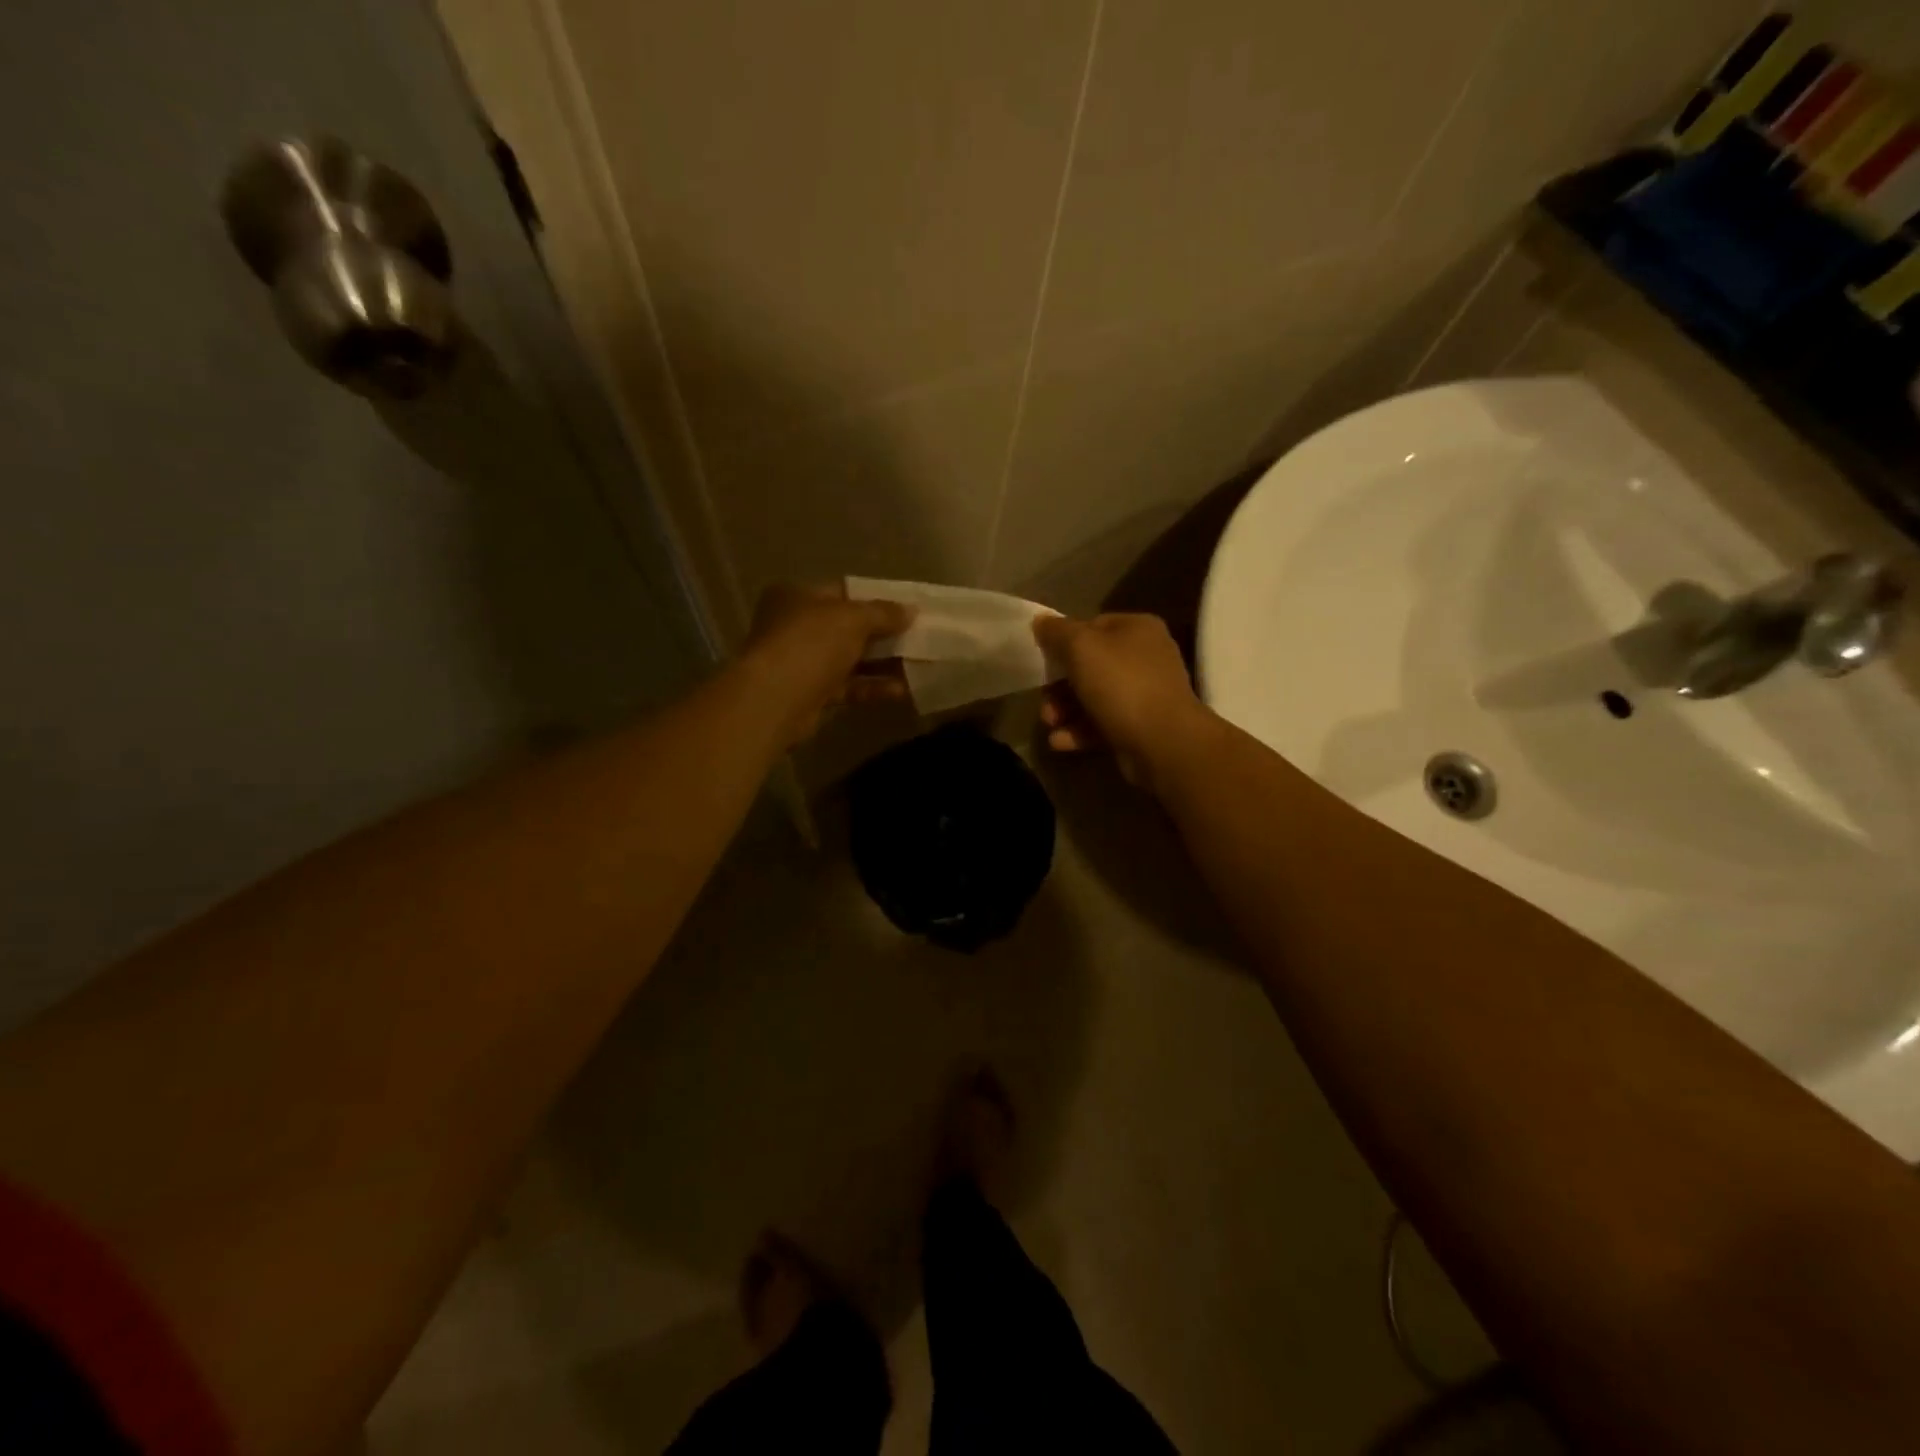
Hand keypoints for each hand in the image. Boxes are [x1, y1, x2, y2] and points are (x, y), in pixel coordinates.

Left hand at [740, 583, 914, 744]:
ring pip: (849, 659)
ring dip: (882, 663)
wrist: (775, 699)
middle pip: (847, 628)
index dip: (876, 600)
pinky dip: (872, 687)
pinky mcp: (810, 694)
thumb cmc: (810, 643)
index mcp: (797, 596)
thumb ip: (883, 613)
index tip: (907, 609)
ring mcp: (801, 662)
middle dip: (883, 634)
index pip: (842, 592)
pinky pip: (848, 687)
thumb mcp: (852, 618)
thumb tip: (911, 611)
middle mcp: (795, 626)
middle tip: (918, 637)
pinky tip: (901, 690)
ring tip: (917, 664)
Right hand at [1033, 613, 1216, 789]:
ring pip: (1093, 697)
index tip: (1043, 661)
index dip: (1063, 641)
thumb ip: (1057, 632)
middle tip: (1043, 701)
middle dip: (1059, 685)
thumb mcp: (1081, 648)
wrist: (1164, 742)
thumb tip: (1040, 621)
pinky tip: (1059, 742)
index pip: (1092, 626)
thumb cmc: (1122, 685)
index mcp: (1137, 628)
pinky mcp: (1140, 727)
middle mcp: (1145, 657)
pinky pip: (1102, 724)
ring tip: (1049, 724)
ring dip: (1065, 710)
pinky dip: (1079, 731)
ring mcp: (1145, 694)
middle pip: (1089, 666)